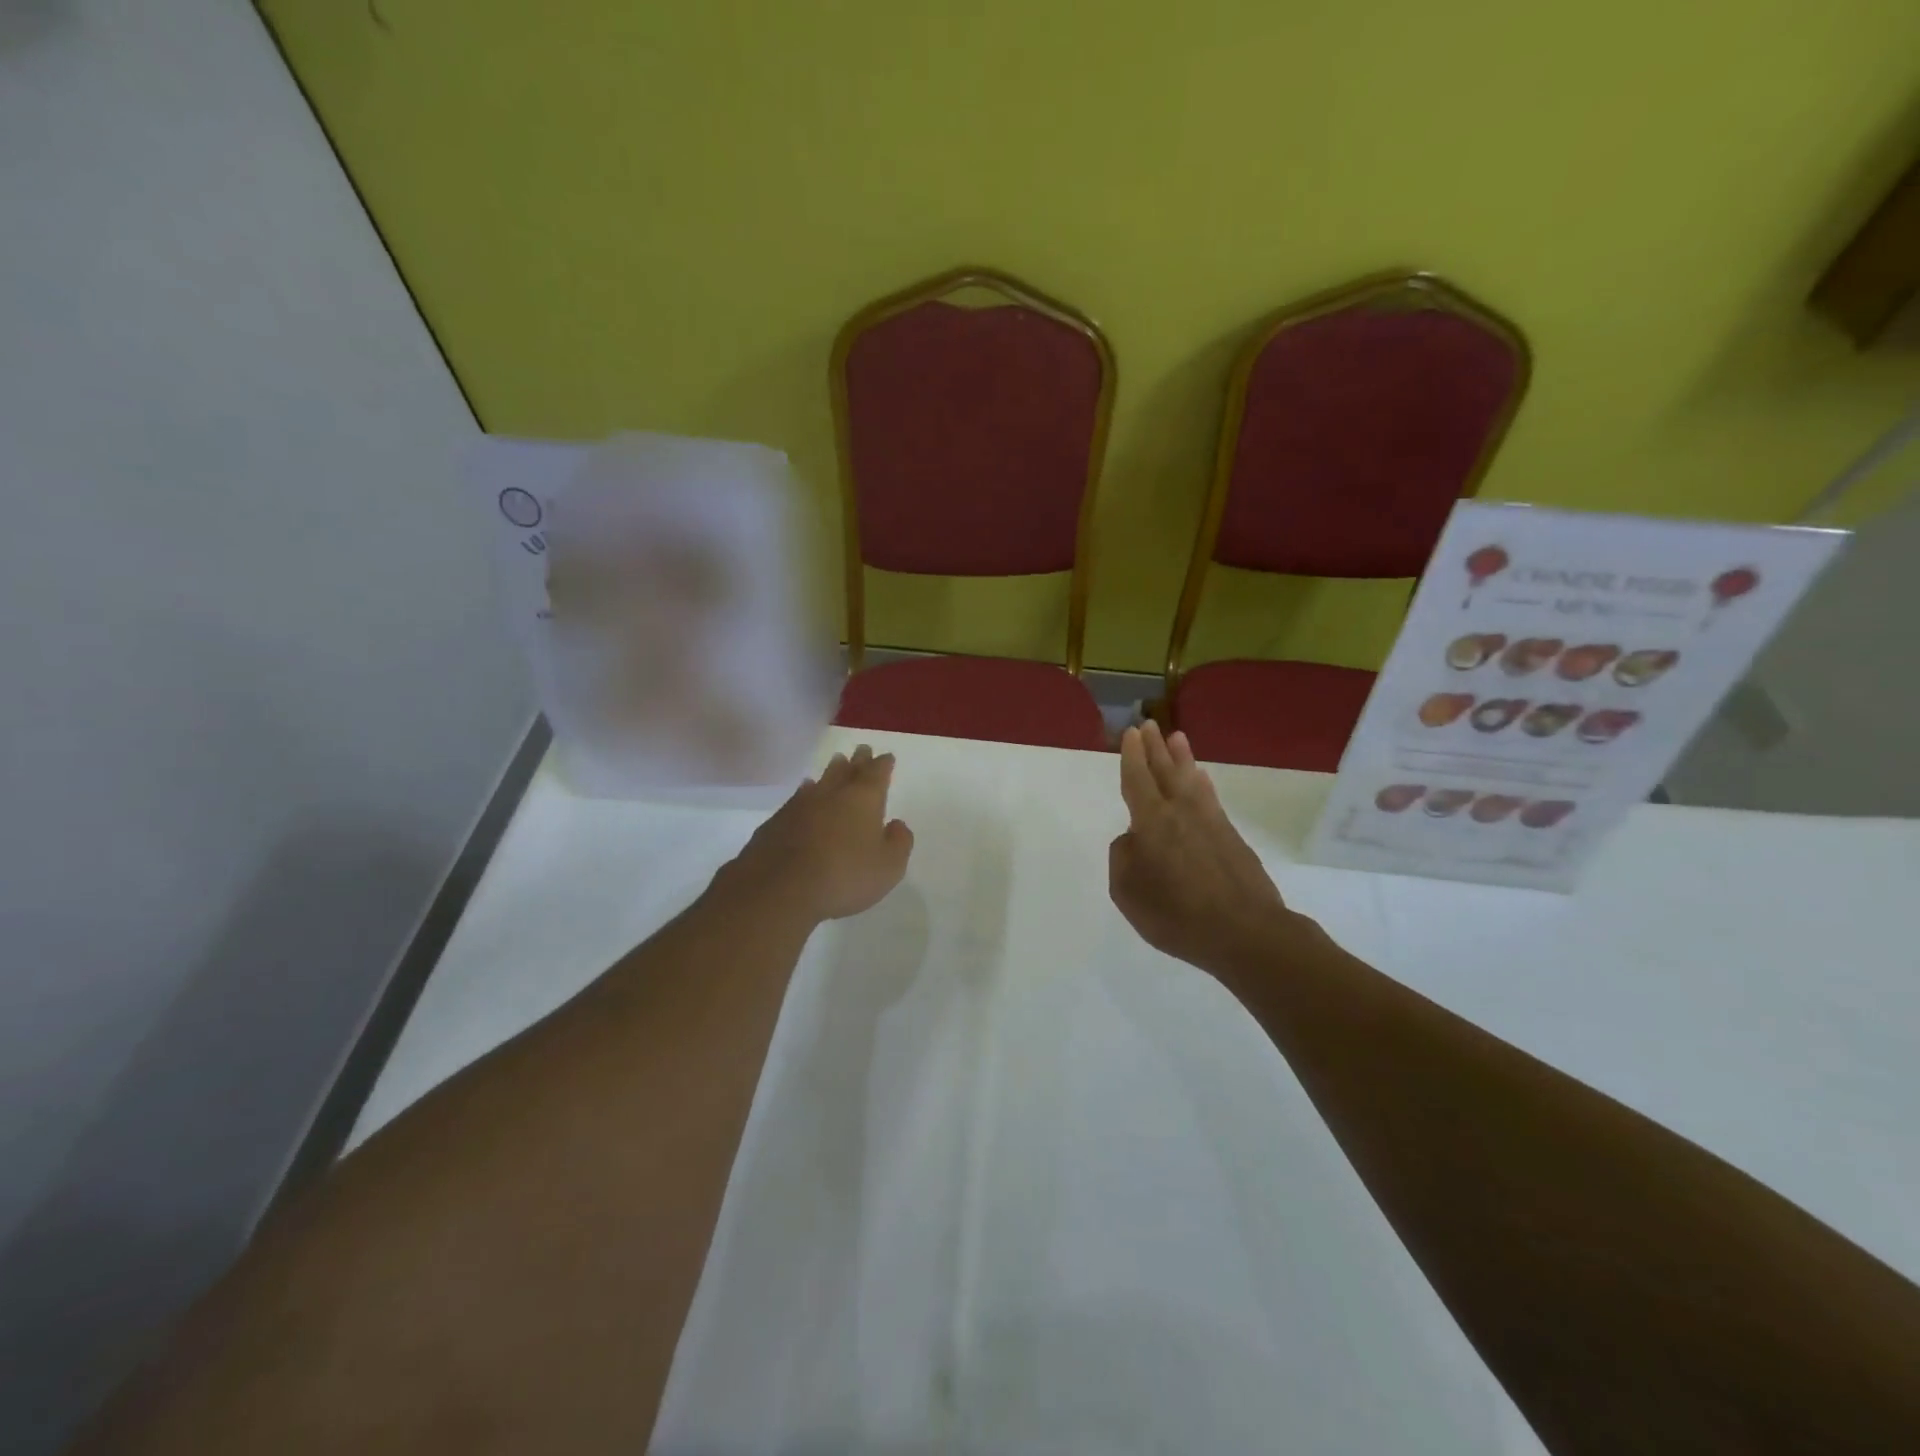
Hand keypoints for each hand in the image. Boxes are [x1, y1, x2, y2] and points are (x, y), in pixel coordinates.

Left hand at [728, 744, 913, 921]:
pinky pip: (798, 797)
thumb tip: (897, 824)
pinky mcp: (777, 821)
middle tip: (862, 749)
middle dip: (858, 760)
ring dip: (831, 771)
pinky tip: (805, 791)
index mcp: (864, 800)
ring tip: (837, 762)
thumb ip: (898, 842)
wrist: (781, 888)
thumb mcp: (888, 867)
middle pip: (848, 770)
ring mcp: (801, 805)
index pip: (877, 774)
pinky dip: (806, 791)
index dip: (883, 764)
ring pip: (821, 780)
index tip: (887, 756)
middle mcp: (832, 794)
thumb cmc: (845, 876)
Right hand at [1109, 723, 1308, 978]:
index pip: (1138, 780)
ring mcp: (1211, 822)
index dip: (1132, 756)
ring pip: (1191, 780)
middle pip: (1165, 771)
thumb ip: (1123, 859)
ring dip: (1182, 758)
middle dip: (1155, 748)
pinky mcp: (1232, 837)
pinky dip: (1202, 783)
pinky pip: (1210, 798)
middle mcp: (1181, 812)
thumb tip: (1133, 839)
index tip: (1131, 733)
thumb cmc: (1177, 915)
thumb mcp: (1128, 892)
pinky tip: (1201, 780)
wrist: (1245, 932)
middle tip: (1149, 724)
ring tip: (1178, 738)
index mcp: (1152, 821)